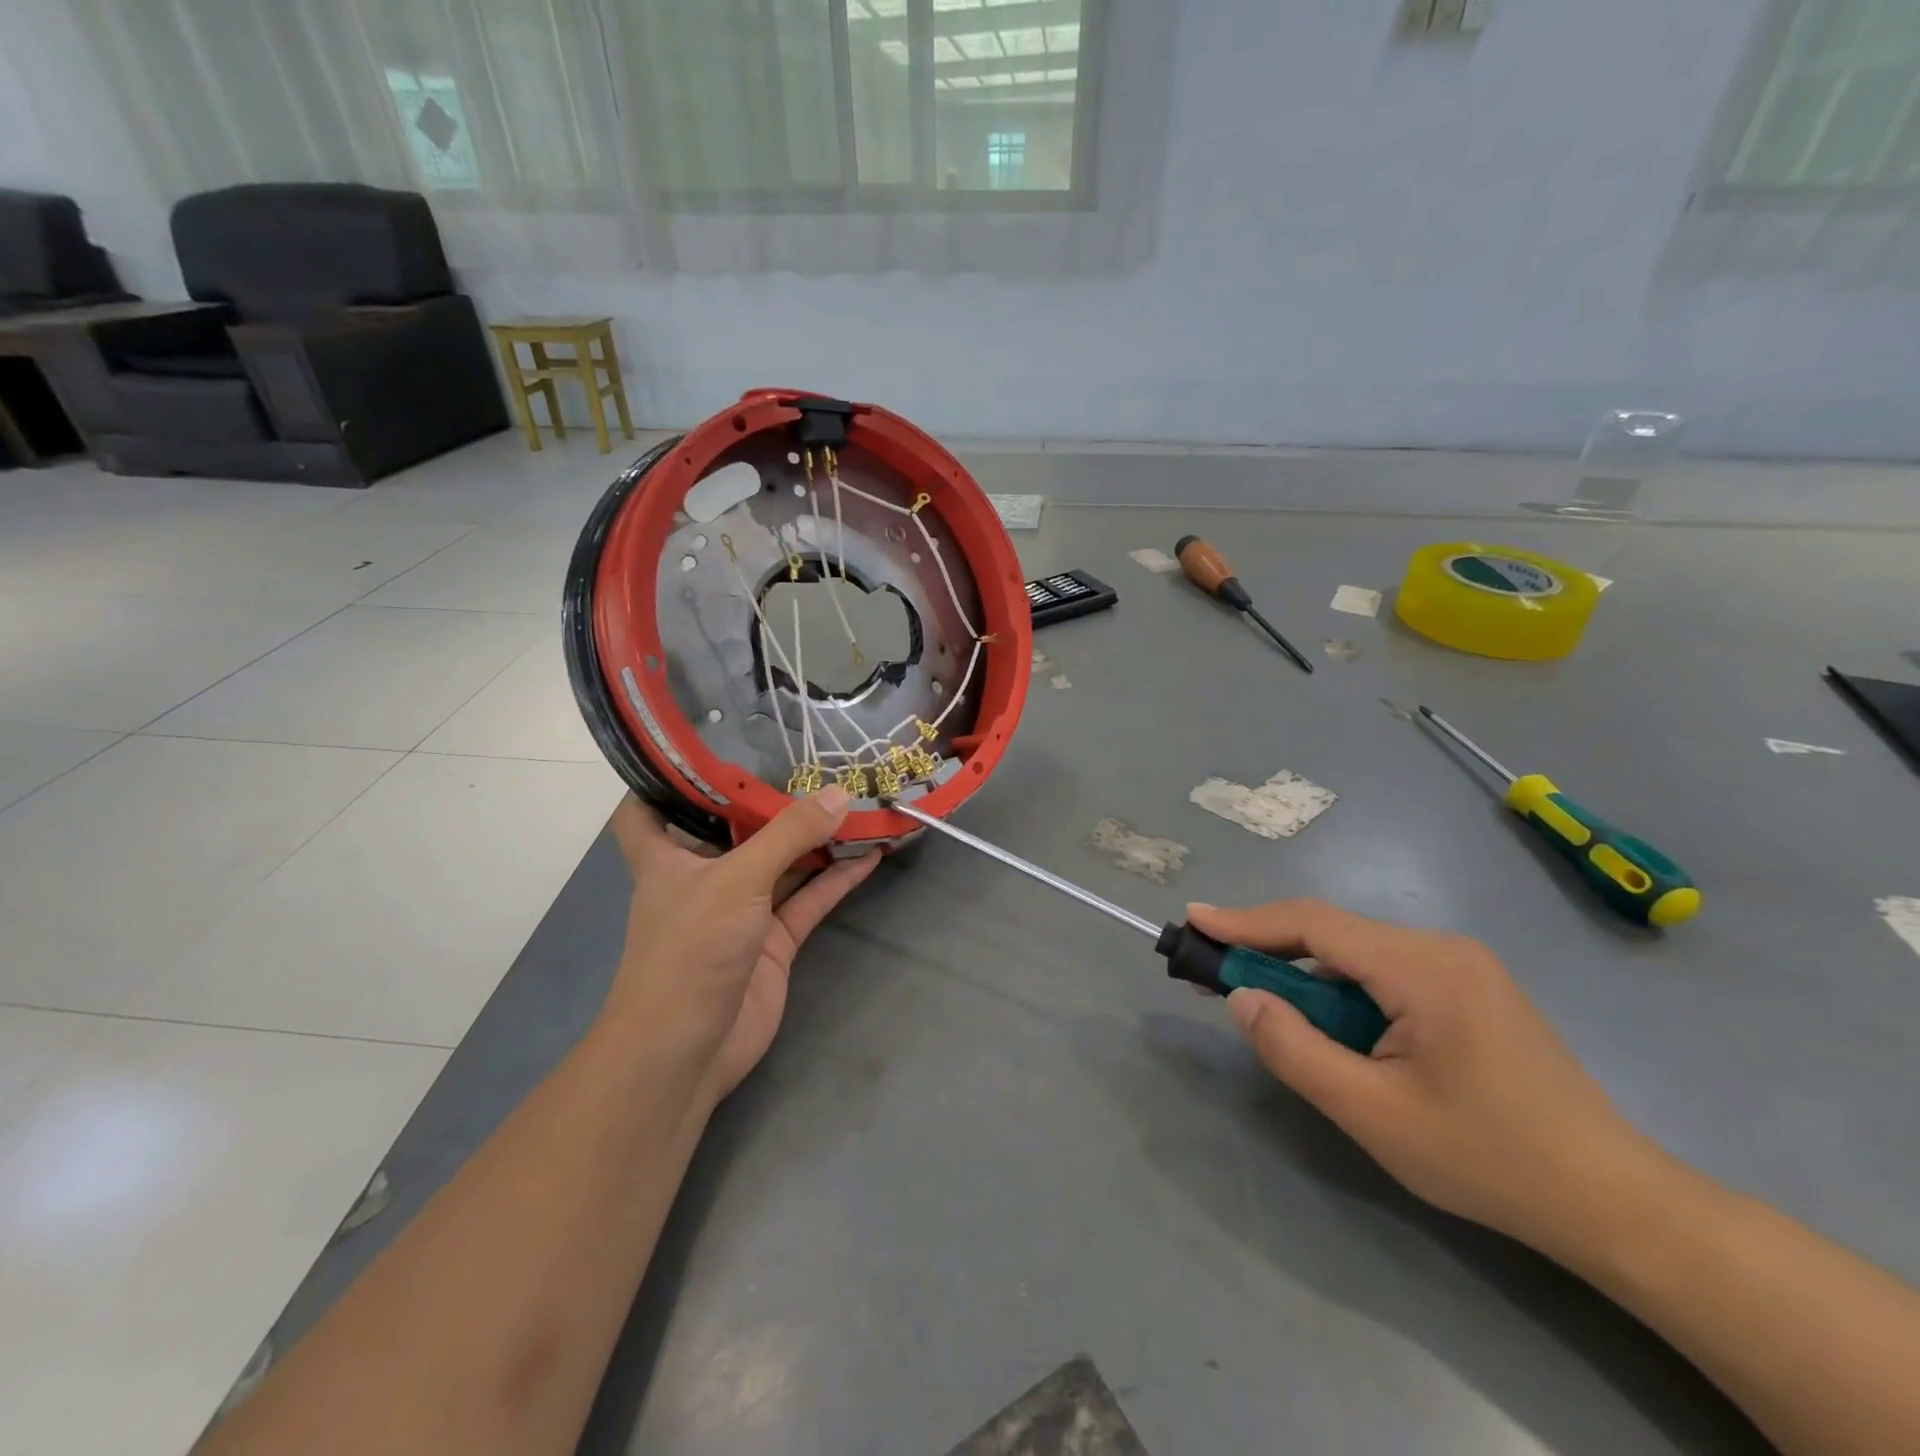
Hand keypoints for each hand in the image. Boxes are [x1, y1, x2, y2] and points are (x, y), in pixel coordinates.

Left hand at [605, 787, 878, 1102]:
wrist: (689, 1051)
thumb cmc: (690, 950)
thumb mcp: (737, 880)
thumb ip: (789, 834)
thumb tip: (841, 793)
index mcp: (666, 856)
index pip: (646, 808)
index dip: (665, 778)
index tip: (703, 746)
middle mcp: (701, 877)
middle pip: (734, 829)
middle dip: (768, 801)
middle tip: (812, 762)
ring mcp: (740, 910)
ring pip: (781, 863)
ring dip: (815, 840)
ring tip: (858, 803)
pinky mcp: (772, 941)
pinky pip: (808, 900)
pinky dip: (836, 880)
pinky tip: (871, 856)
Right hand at [1190, 900, 1665, 1258]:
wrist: (1617, 1205)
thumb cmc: (1490, 1160)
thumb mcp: (1374, 1115)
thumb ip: (1295, 1050)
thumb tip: (1241, 998)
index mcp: (1423, 967)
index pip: (1314, 925)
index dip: (1246, 920)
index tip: (1195, 918)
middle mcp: (1441, 948)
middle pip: (1333, 935)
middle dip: (1268, 950)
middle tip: (1212, 970)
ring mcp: (1460, 967)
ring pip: (1357, 955)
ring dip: (1306, 977)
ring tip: (1266, 1008)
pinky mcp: (1469, 989)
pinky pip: (1384, 974)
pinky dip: (1341, 992)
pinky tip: (1332, 1029)